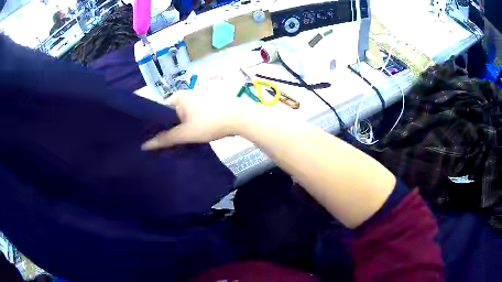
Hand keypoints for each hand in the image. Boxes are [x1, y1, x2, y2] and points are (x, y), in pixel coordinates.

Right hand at [141, 91, 250, 149]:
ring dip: (178, 129)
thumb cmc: (210, 123)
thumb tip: (144, 146)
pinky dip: (188, 126)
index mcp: (177, 97)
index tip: (151, 140)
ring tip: (174, 144)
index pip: (157, 111)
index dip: (153, 126)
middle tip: (163, 145)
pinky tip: (189, 137)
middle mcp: (185, 94)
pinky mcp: (206, 105)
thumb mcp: (185, 134)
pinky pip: (191, 117)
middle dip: (166, 129)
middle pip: (169, 115)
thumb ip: (164, 139)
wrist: (240, 118)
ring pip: (181, 117)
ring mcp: (197, 99)